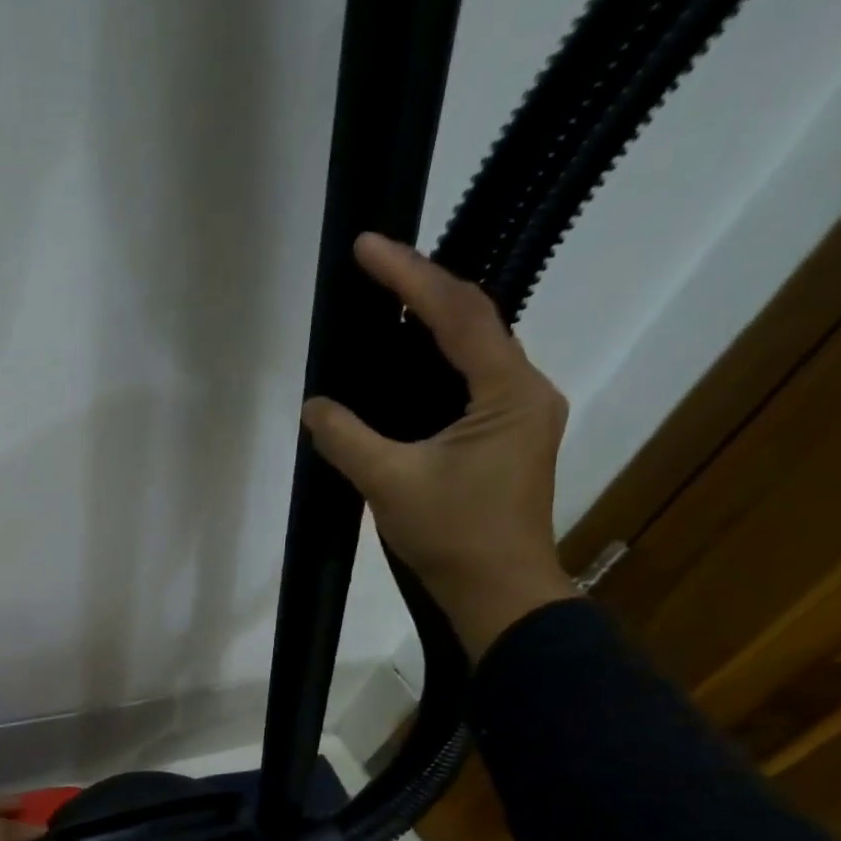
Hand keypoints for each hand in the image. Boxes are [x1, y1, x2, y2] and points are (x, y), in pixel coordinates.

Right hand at [301, 233, 578, 658]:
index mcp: (508, 392)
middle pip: (475, 320)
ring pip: (475, 349)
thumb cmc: (452, 538)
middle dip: (423, 288)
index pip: (459, 314)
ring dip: (431, 322)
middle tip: (373, 268)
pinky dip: (435, 363)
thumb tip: (314, 407)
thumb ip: (347, 438)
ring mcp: (521, 414)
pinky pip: (470, 381)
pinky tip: (404, 365)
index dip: (410, 275)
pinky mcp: (507, 437)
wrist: (498, 595)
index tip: (367, 246)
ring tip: (384, 302)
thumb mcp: (390, 484)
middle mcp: (526, 390)